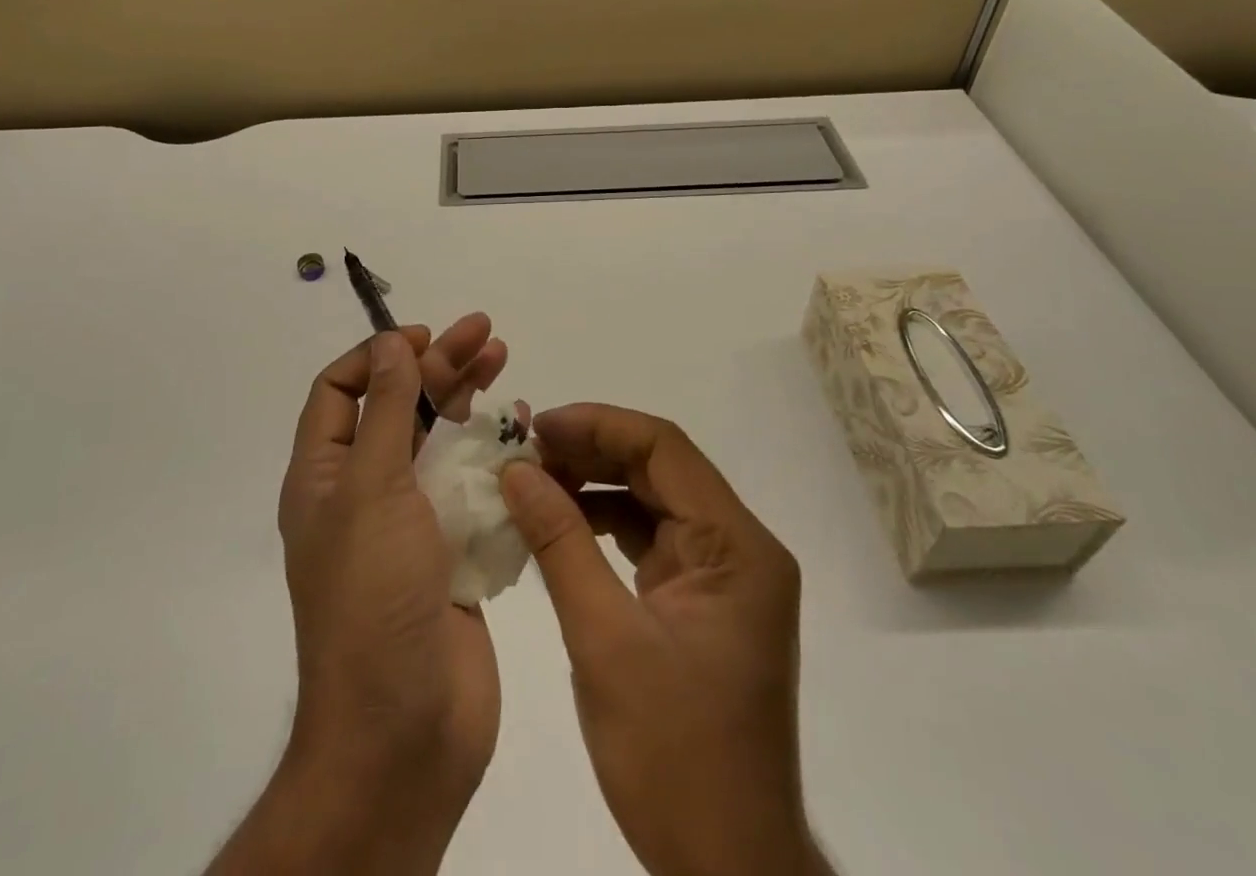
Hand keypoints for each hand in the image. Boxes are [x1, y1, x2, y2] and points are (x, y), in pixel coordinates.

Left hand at [266, 317, 509, 871]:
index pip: (340, 391)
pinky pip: (472, 485)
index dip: (378, 355)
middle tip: (484, 332)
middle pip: (400, 406)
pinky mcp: (453, 548)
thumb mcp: (370, 489)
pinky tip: (521, 427)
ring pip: (439, 440)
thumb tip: (389, 342)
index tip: (423, 336)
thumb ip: (386, 411)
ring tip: (504, 359)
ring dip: (468, 399)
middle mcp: (364, 491)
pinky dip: (493, 452)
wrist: (404, 732)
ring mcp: (411, 522)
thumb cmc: (373, 598)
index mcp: (325, 475)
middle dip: (438, 364)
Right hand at [501, 405, 829, 875]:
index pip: (665, 448)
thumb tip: (516, 470)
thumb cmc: (674, 756)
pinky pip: (650, 537)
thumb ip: (560, 543)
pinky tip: (560, 523)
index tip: (537, 428)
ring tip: (533, 481)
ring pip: (652, 498)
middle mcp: (739, 548)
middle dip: (590, 451)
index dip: (598, 425)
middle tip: (525, 452)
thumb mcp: (605, 641)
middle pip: (659, 468)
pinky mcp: (701, 600)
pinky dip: (604, 523)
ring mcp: (722, 575)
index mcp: (737, 548)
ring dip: (593, 484)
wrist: (727, 870)